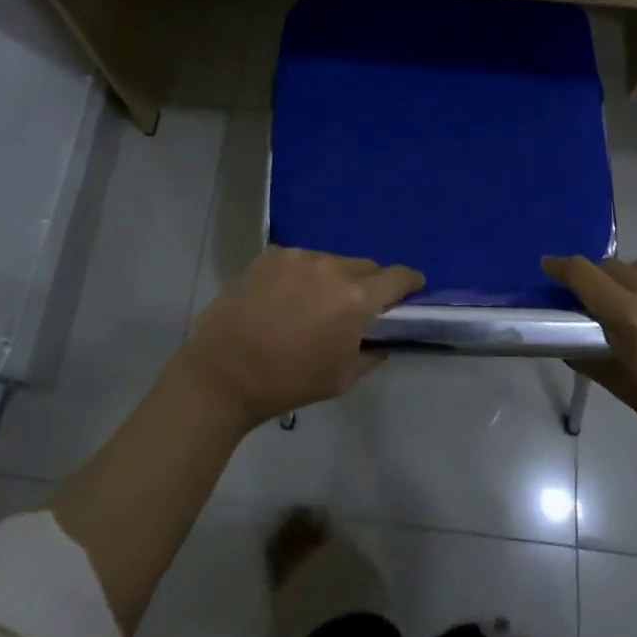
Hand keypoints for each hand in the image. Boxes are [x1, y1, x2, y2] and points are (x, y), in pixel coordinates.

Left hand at [178, 247, 423, 428]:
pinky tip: (285, 298)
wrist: (225, 372)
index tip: (411, 291)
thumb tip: (381, 339)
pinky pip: (300, 260)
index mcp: (356, 297)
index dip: (410, 283)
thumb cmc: (289, 381)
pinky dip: (302, 276)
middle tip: (358, 308)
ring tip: (314, 305)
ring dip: (333, 278)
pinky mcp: (271, 255)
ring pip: (331, 262)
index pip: (398, 276)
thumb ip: (371, 353)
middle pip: (365, 266)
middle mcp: (332, 267)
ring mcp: (299, 256)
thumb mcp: (342, 378)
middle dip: (370, 284)